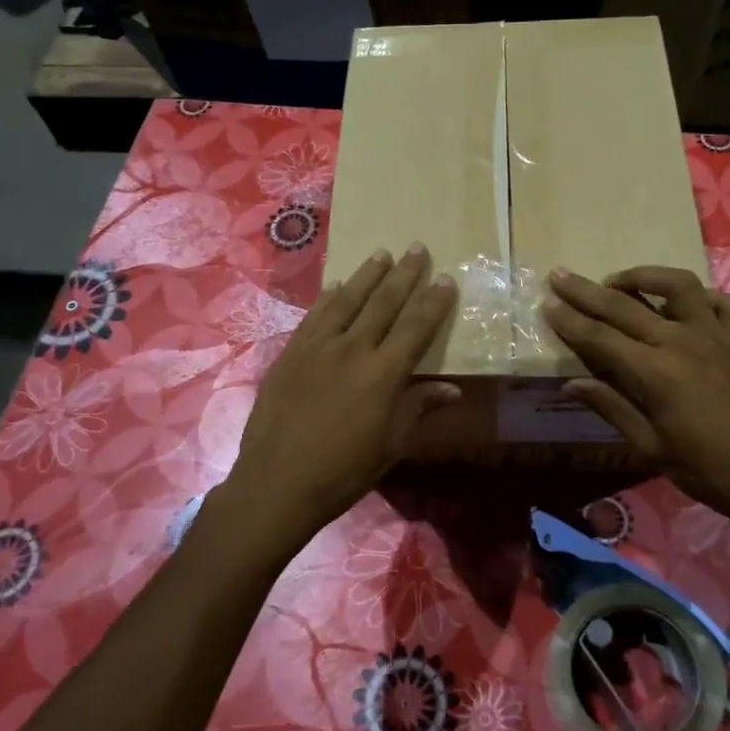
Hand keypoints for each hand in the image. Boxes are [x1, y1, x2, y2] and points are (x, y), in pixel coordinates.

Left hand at [219, 245, 460, 565]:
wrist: (277, 482)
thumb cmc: (343, 471)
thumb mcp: (390, 445)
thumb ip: (418, 408)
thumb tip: (452, 389)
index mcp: (383, 374)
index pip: (416, 327)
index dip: (433, 302)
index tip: (445, 279)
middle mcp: (353, 349)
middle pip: (383, 302)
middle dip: (404, 274)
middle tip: (417, 248)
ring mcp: (317, 347)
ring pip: (347, 300)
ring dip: (367, 275)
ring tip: (381, 254)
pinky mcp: (291, 353)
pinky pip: (314, 316)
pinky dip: (328, 297)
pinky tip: (335, 286)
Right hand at [542, 266, 729, 549]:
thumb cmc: (707, 471)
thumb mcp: (651, 447)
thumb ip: (611, 407)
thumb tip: (572, 383)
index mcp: (656, 373)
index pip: (600, 338)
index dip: (569, 320)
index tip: (546, 303)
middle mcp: (683, 342)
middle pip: (625, 306)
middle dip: (587, 290)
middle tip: (560, 276)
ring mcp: (716, 336)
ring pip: (678, 286)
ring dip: (644, 276)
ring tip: (620, 281)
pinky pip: (724, 303)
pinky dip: (703, 297)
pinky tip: (687, 305)